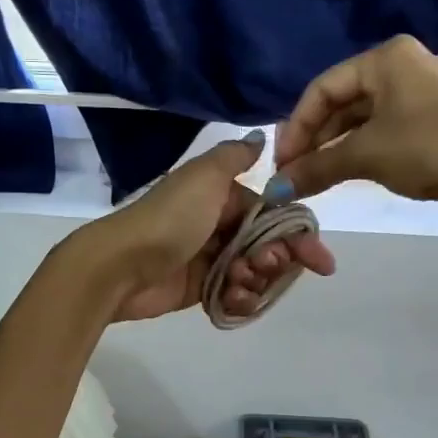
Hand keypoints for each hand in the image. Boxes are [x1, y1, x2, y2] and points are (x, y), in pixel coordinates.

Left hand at [81, 132, 335, 321]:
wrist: (121, 265)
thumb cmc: (170, 219)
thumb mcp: (205, 176)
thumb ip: (235, 157)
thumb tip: (261, 137)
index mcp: (223, 196)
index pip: (274, 215)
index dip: (297, 236)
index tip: (316, 259)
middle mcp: (220, 225)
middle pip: (268, 246)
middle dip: (277, 260)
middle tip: (266, 266)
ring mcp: (210, 259)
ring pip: (254, 273)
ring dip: (258, 281)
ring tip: (240, 282)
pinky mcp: (200, 289)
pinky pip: (234, 295)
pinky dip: (240, 299)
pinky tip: (234, 299)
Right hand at [271, 35, 437, 206]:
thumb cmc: (426, 148)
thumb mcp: (365, 155)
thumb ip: (315, 168)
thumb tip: (275, 191)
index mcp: (386, 57)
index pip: (323, 88)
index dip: (296, 127)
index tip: (282, 163)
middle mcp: (404, 64)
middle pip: (342, 100)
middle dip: (315, 139)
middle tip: (295, 172)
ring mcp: (423, 89)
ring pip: (363, 116)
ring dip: (335, 146)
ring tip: (316, 176)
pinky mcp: (436, 115)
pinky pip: (385, 126)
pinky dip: (361, 147)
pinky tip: (347, 170)